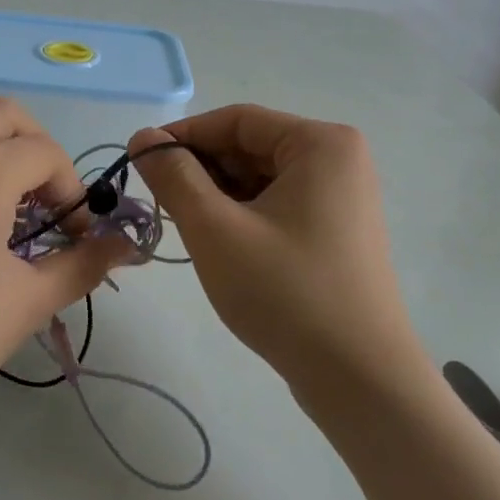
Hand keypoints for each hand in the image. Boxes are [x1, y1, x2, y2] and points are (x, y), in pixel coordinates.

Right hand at [129, 106, 425, 397]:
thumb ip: (174, 176)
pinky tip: (221, 246)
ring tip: (188, 229)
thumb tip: (142, 137)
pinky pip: (278, 206)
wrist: (359, 379)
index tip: (139, 163)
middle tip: (161, 204)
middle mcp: (339, 160)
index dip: (182, 136)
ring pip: (261, 180)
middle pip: (250, 148)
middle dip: (201, 171)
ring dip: (219, 197)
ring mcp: (342, 198)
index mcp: (321, 144)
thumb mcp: (216, 229)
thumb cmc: (285, 293)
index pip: (235, 120)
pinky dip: (243, 217)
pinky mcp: (337, 232)